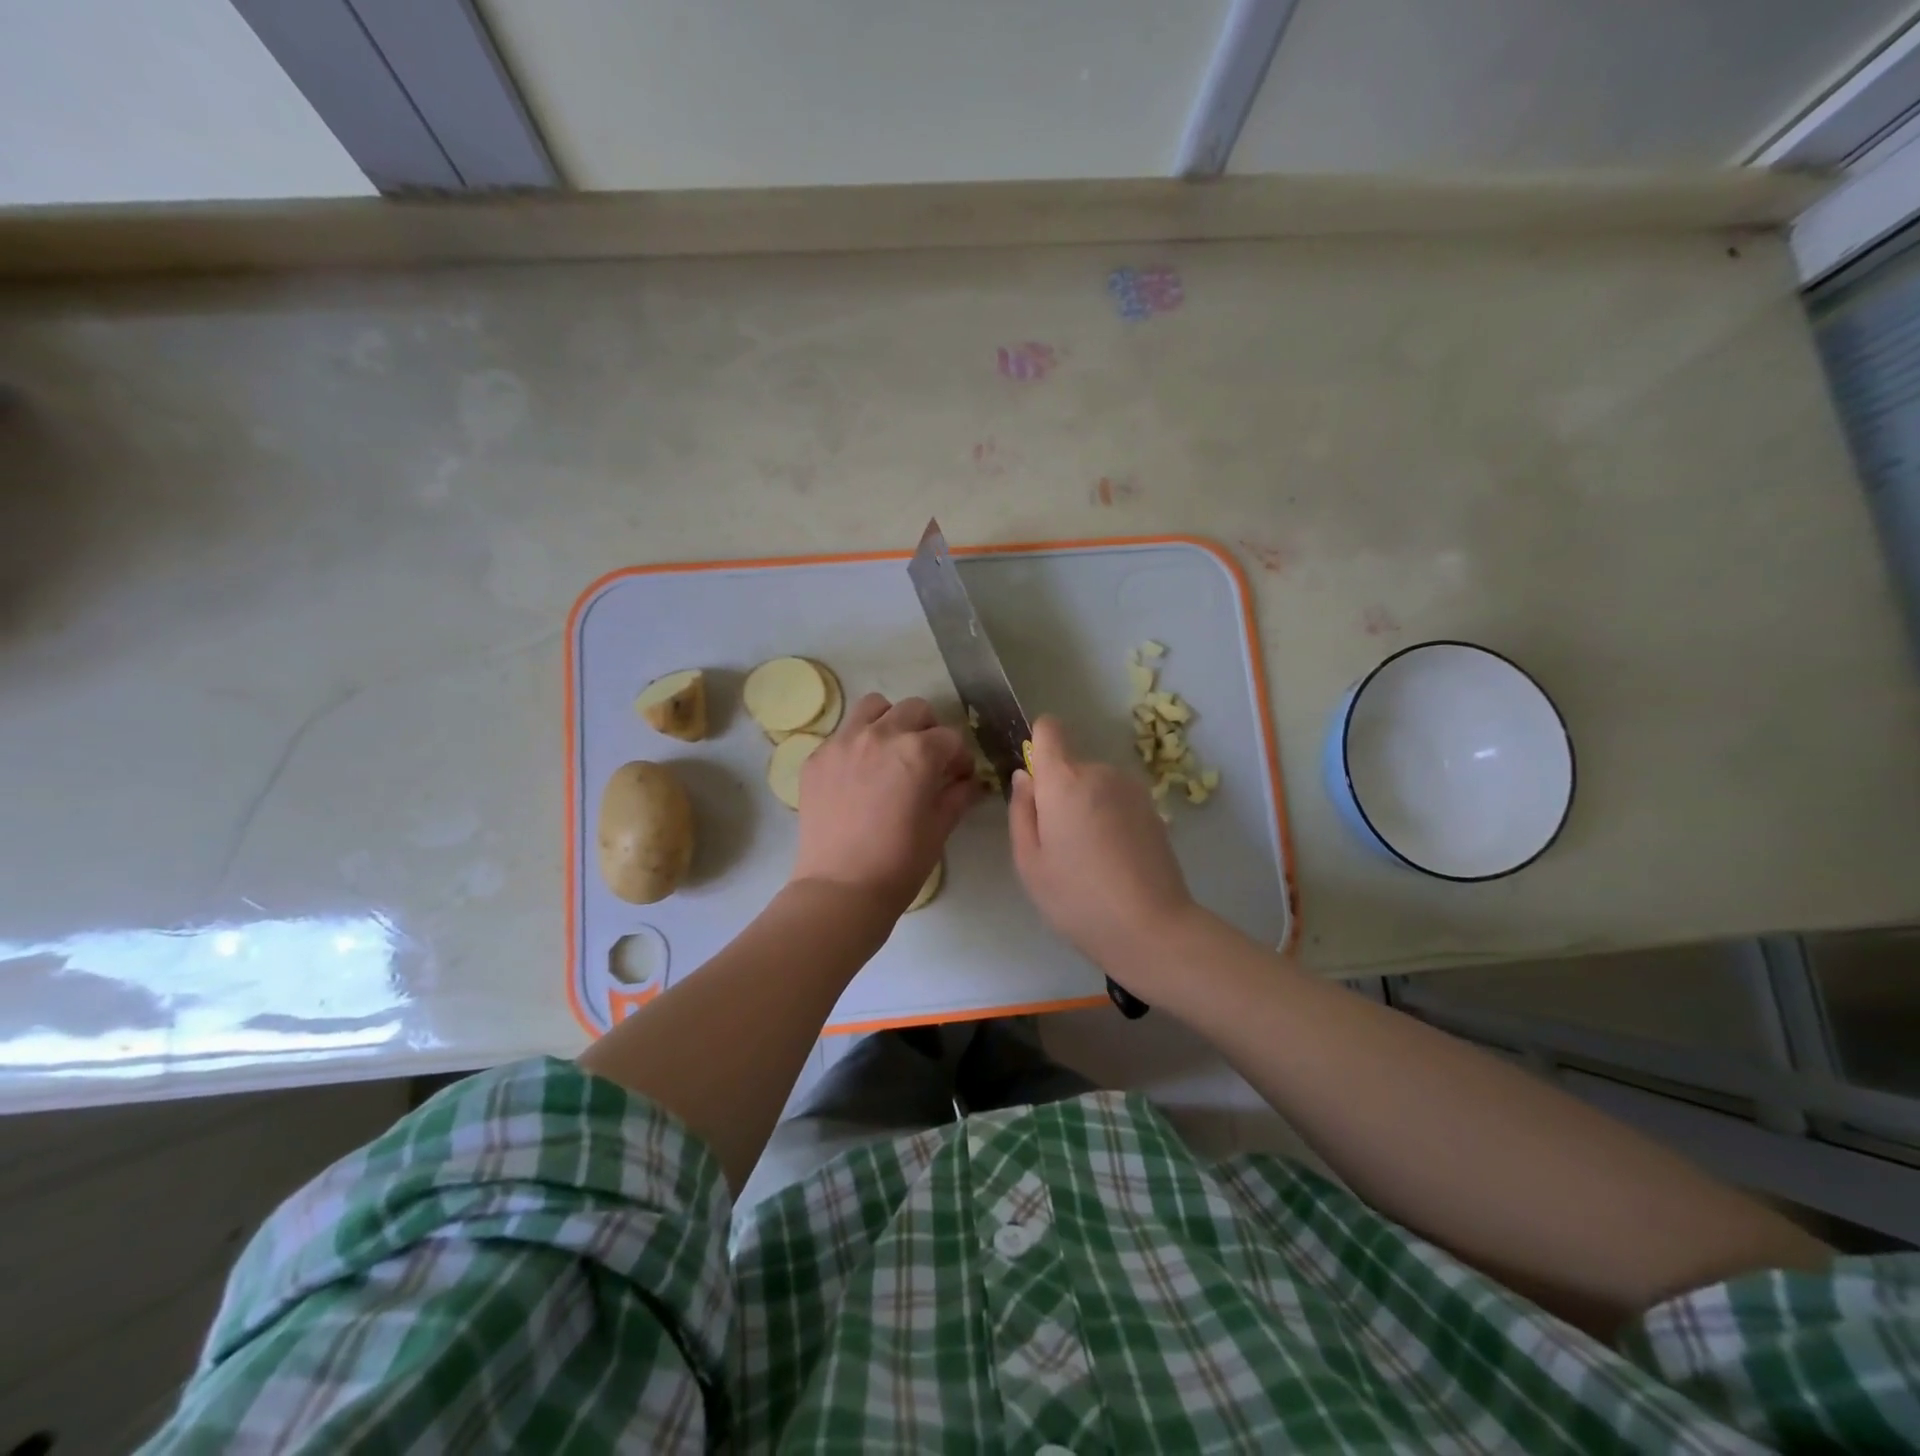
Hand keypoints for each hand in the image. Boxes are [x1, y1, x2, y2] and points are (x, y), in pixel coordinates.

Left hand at [793, 693, 978, 915]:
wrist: (841, 888)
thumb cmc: (900, 862)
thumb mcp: (940, 827)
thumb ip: (958, 795)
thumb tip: (970, 781)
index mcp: (918, 751)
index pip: (950, 737)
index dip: (959, 757)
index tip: (958, 776)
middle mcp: (881, 735)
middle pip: (915, 710)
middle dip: (928, 731)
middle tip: (926, 761)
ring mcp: (843, 742)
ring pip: (874, 707)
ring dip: (890, 722)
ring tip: (889, 753)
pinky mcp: (817, 758)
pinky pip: (843, 734)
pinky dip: (857, 744)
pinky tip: (858, 776)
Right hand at [1009, 715, 1196, 992]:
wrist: (1152, 928)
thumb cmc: (1077, 898)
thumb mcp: (1029, 862)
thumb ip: (1021, 811)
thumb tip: (1024, 777)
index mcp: (1064, 780)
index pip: (1049, 729)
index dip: (1037, 746)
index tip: (1035, 783)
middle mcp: (1100, 772)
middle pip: (1070, 765)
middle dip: (1060, 792)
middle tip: (1059, 843)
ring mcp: (1132, 789)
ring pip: (1095, 784)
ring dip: (1087, 806)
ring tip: (1089, 857)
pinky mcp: (1153, 809)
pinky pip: (1117, 801)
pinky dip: (1110, 819)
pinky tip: (1114, 860)